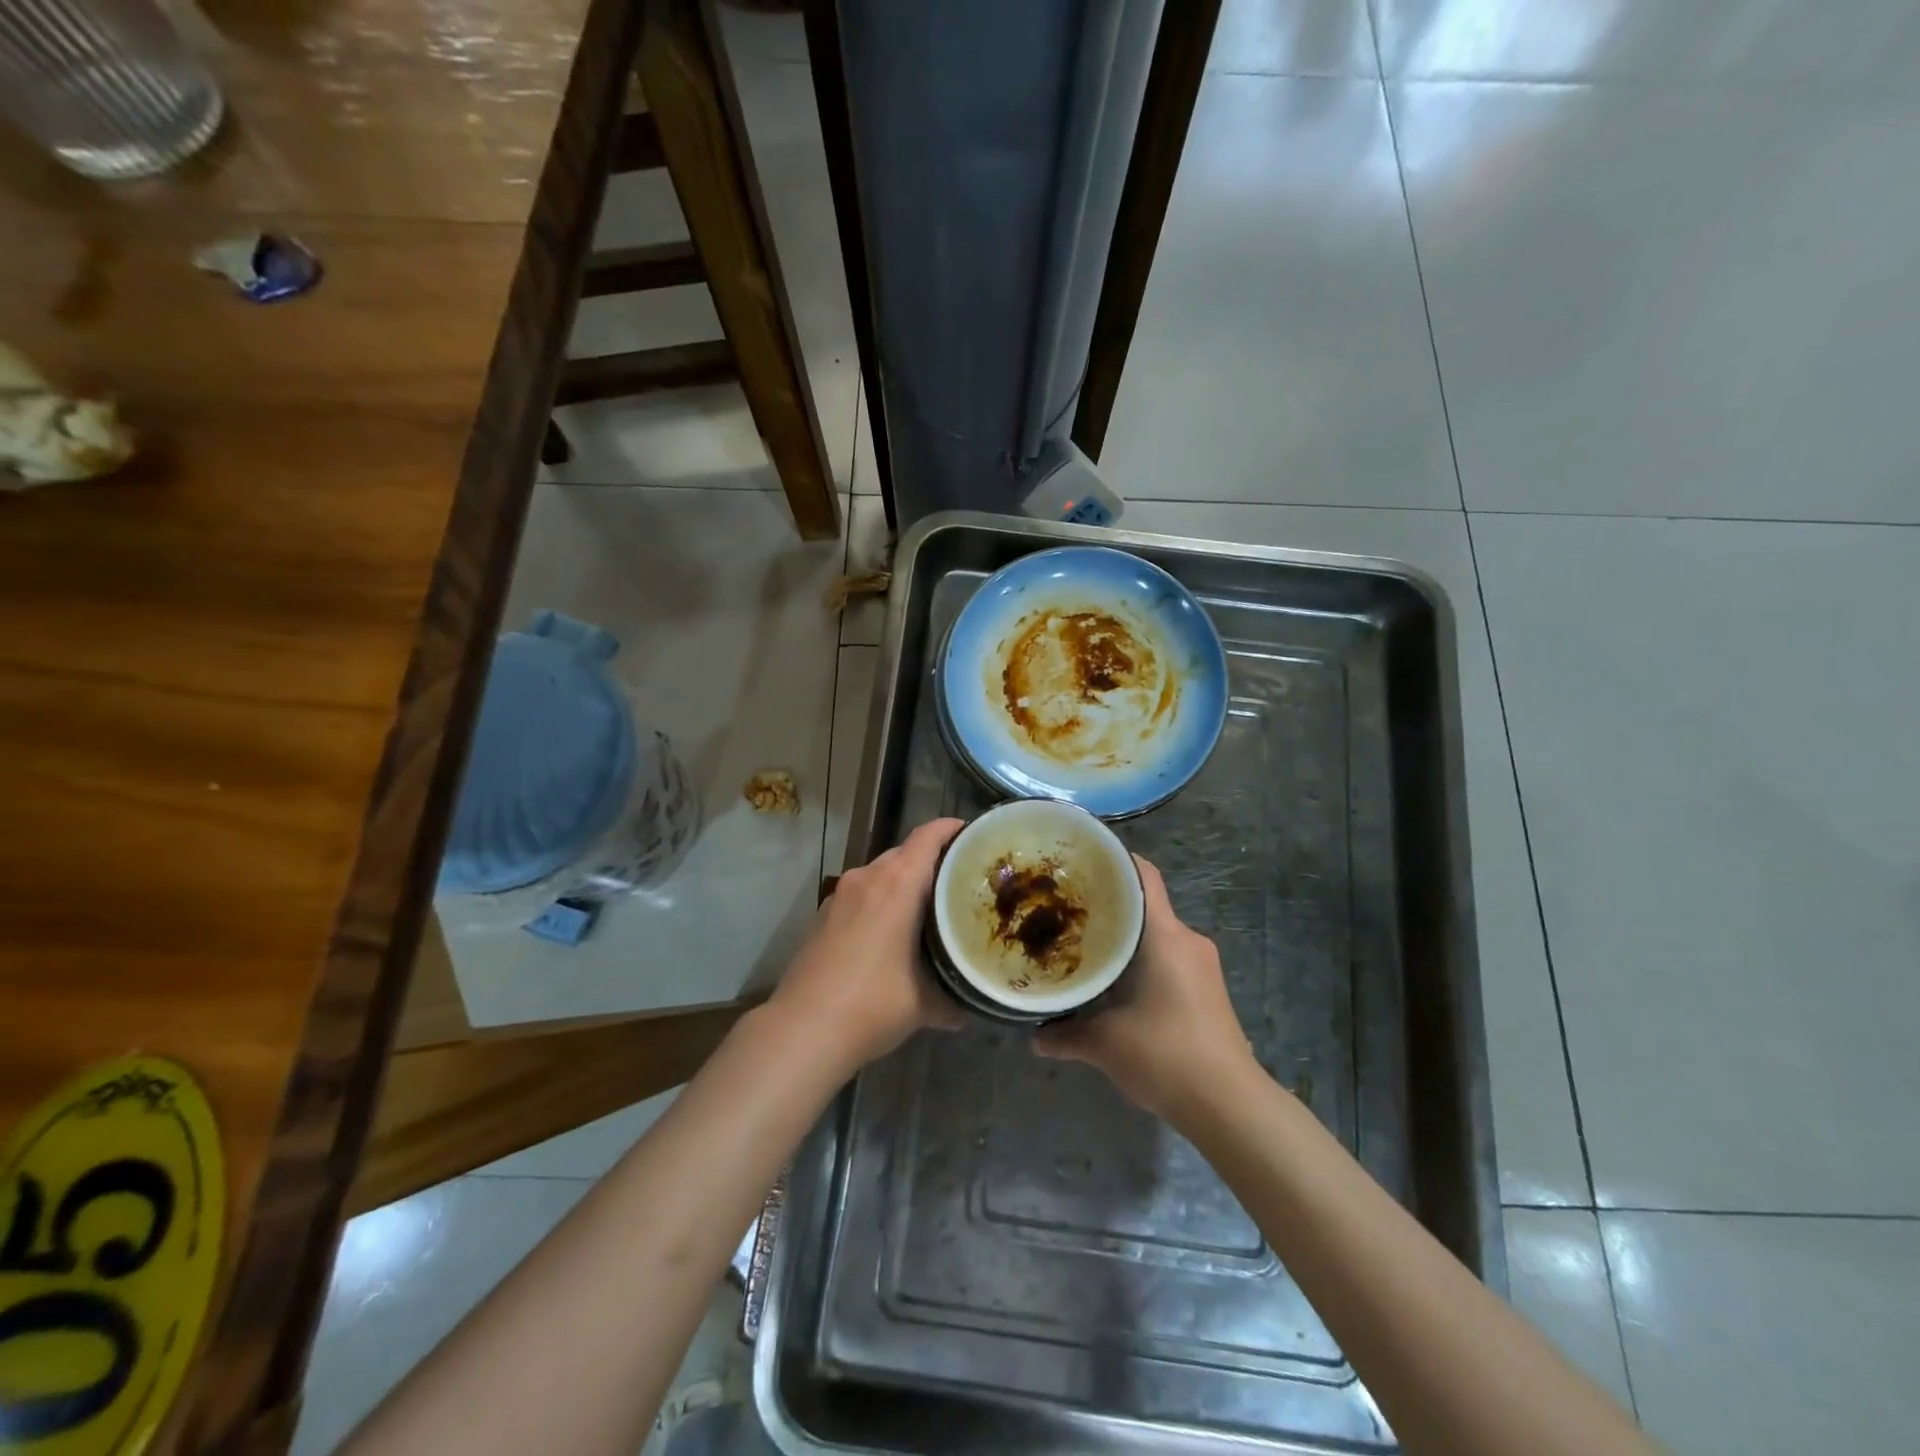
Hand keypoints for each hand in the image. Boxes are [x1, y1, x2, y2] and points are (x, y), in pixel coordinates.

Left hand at [768, 817, 965, 1070]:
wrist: (803, 1029)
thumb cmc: (873, 1003)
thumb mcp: (925, 1003)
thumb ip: (951, 997)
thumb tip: (967, 1008)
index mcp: (897, 883)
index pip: (928, 836)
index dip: (952, 829)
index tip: (974, 837)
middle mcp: (867, 877)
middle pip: (905, 853)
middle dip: (932, 862)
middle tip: (958, 884)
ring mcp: (840, 895)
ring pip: (880, 874)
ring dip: (903, 885)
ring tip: (926, 910)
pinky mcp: (822, 915)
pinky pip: (861, 895)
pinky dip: (880, 902)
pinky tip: (889, 934)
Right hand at [1034, 854, 1252, 1119]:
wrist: (1230, 1106)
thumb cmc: (1166, 1055)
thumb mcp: (1105, 1044)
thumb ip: (1065, 1034)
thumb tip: (1034, 1036)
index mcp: (1166, 936)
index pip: (1144, 875)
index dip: (1115, 860)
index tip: (1080, 862)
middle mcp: (1188, 941)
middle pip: (1146, 904)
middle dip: (1109, 905)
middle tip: (1068, 909)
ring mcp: (1202, 966)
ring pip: (1157, 934)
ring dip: (1126, 937)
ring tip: (1086, 946)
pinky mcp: (1208, 990)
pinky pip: (1169, 957)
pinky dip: (1142, 960)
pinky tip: (1116, 984)